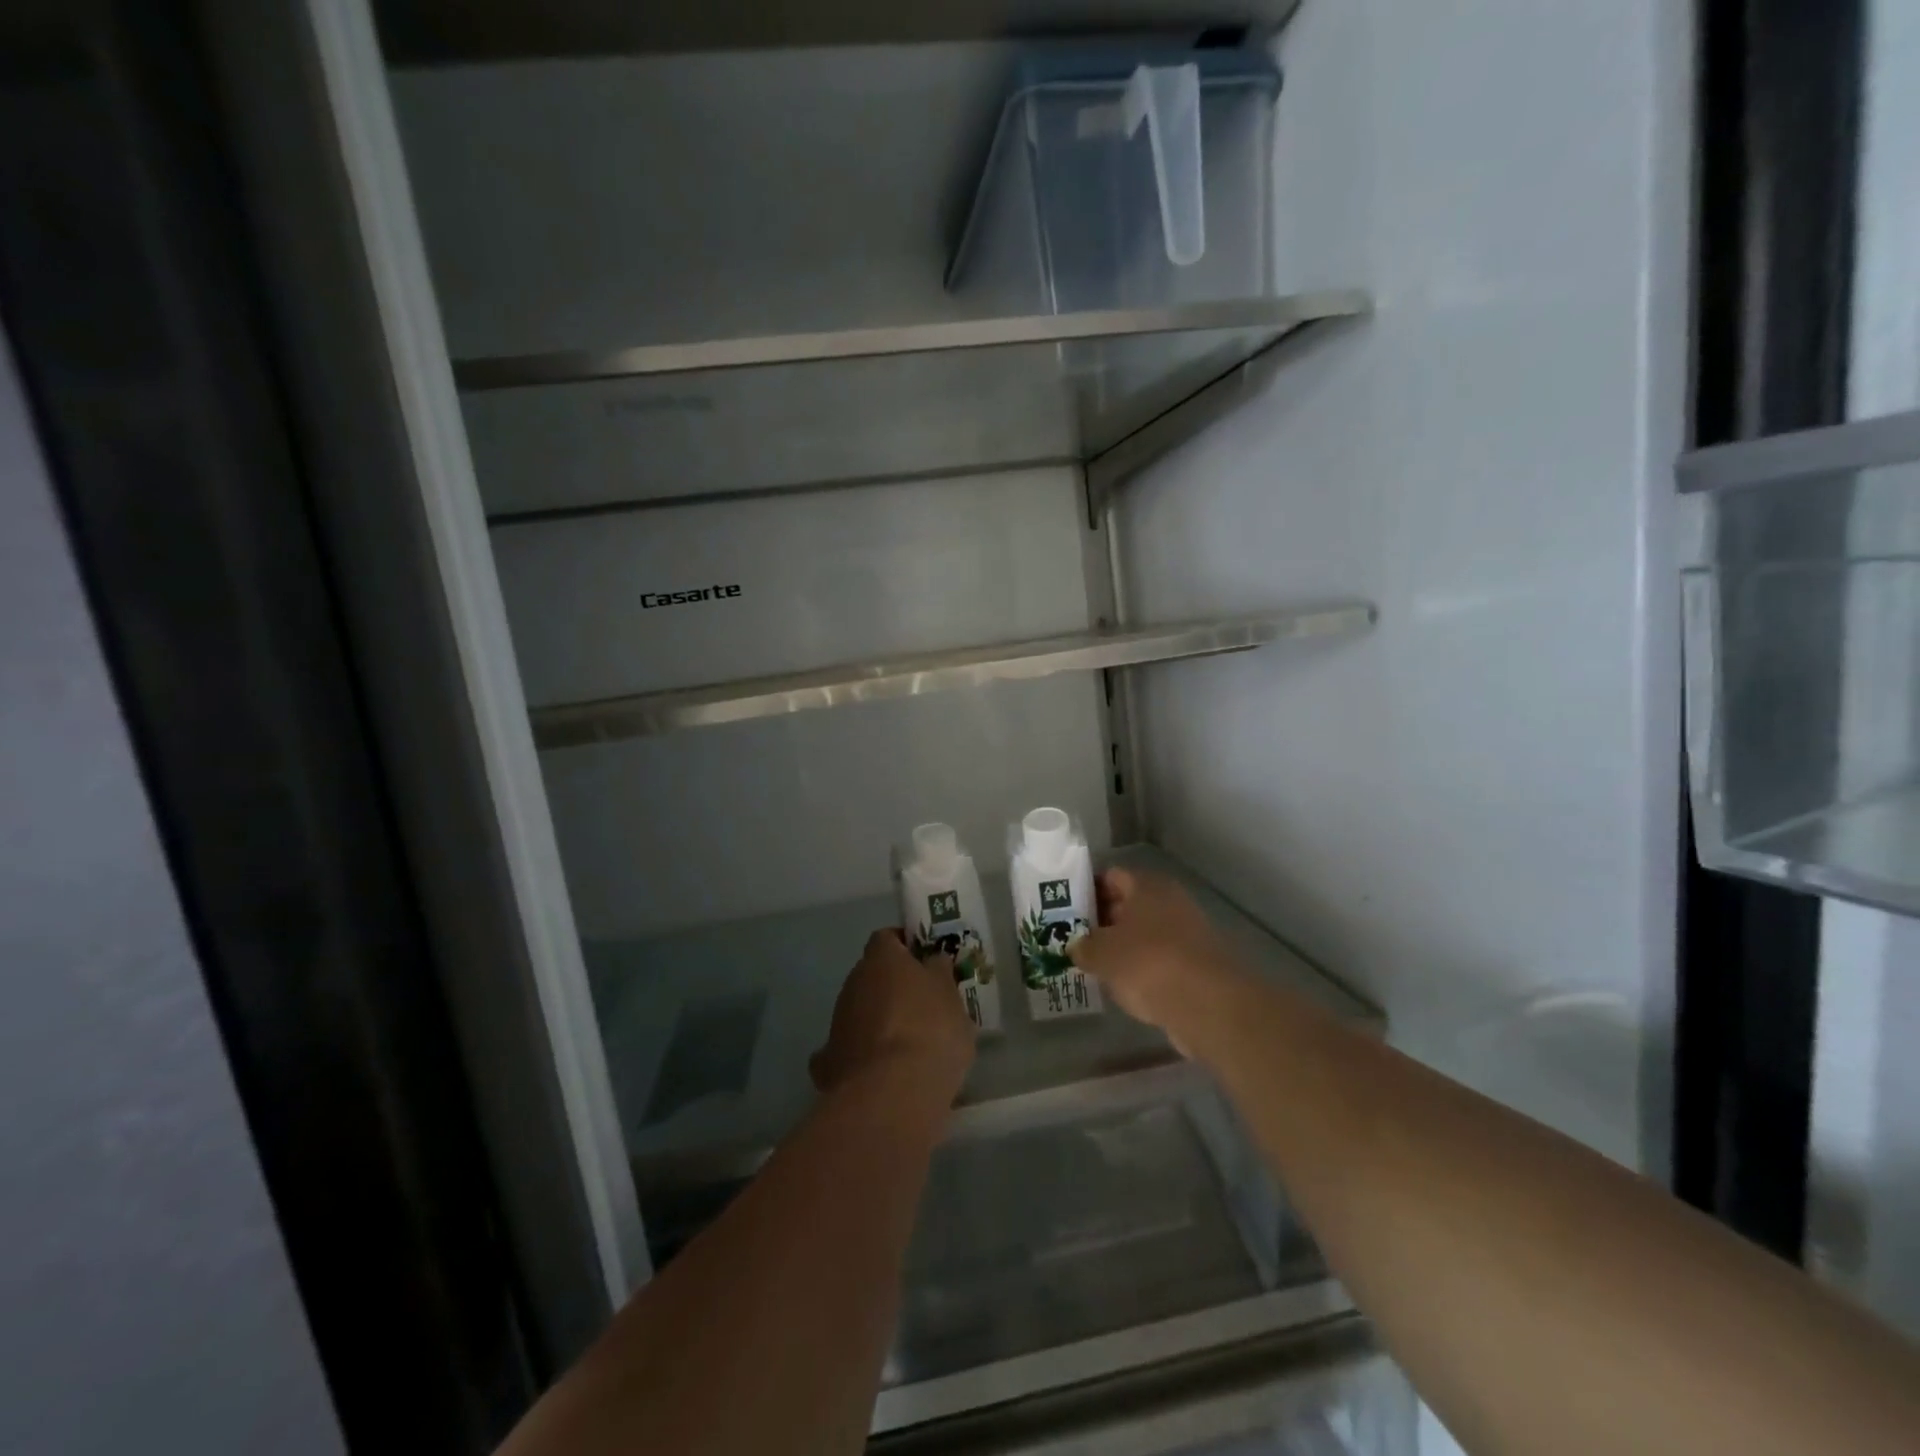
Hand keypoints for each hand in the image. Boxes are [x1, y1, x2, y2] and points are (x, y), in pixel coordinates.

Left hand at [810, 929, 975, 1101]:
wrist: (893, 1092)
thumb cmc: (931, 1030)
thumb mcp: (951, 996)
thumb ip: (940, 973)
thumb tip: (933, 961)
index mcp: (881, 959)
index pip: (888, 938)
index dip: (906, 947)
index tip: (926, 962)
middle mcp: (852, 983)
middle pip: (872, 975)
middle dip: (893, 987)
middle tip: (923, 1005)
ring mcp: (836, 1023)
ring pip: (859, 1012)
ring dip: (878, 1021)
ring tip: (907, 1045)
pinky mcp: (828, 1063)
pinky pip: (846, 1051)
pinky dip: (859, 1057)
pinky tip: (878, 1073)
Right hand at [1068, 869, 1248, 1044]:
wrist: (1208, 1005)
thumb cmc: (1147, 963)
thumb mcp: (1102, 954)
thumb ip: (1083, 947)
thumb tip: (1076, 947)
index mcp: (1147, 886)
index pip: (1111, 877)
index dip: (1088, 890)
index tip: (1067, 910)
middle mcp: (1170, 902)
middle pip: (1129, 904)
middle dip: (1103, 921)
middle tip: (1076, 939)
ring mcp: (1188, 932)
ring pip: (1145, 933)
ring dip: (1123, 947)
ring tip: (1095, 964)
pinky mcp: (1197, 964)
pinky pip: (1160, 959)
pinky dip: (1143, 969)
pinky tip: (1124, 986)